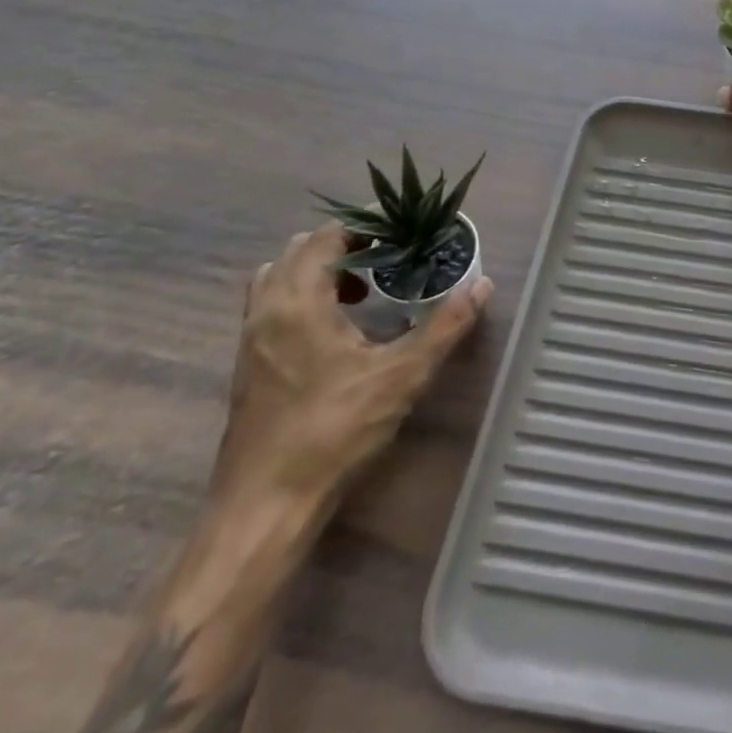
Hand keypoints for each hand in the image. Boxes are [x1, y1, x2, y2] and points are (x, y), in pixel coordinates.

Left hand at [210, 223, 487, 509]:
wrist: (265, 505)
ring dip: (321, 271)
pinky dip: (305, 297)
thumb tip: (482, 284)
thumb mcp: (401, 376)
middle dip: (347, 246)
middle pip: (300, 251)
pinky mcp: (249, 365)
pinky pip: (274, 306)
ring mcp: (251, 338)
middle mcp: (266, 309)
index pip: (326, 236)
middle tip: (391, 257)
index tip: (403, 231)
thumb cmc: (332, 431)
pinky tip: (341, 329)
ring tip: (366, 289)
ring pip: (281, 278)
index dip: (365, 227)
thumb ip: (444, 326)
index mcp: (297, 301)